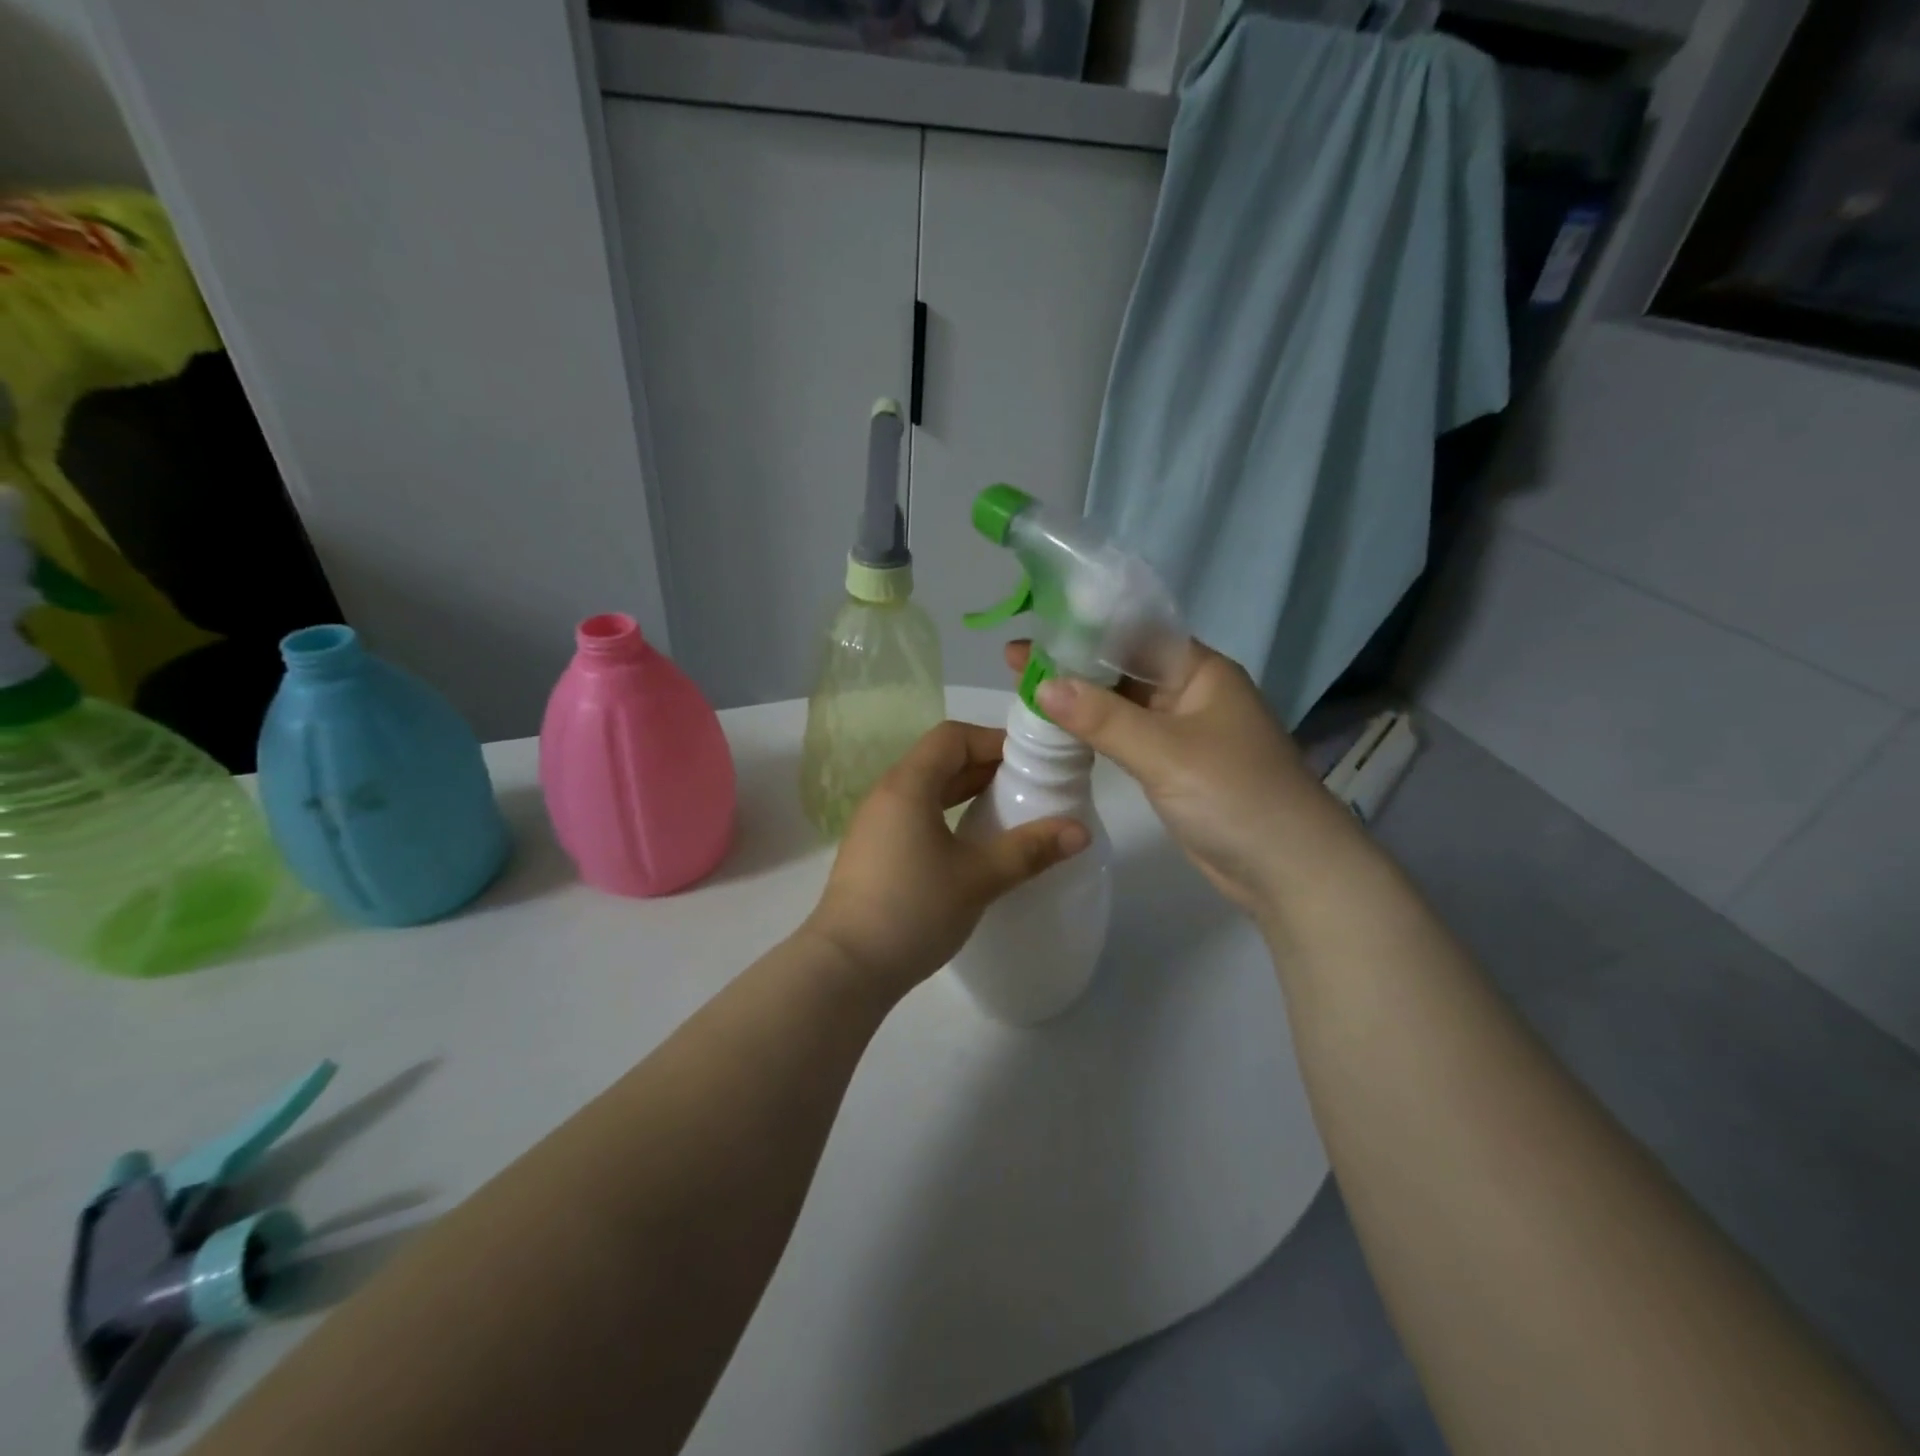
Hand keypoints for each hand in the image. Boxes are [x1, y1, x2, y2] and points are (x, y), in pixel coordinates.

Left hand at [803, 720, 1089, 1000]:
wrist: (845, 968)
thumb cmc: (913, 911)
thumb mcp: (978, 878)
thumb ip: (1029, 850)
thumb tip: (1081, 831)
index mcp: (908, 785)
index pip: (952, 737)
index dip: (993, 741)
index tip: (1031, 762)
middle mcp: (886, 794)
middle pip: (939, 760)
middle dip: (985, 766)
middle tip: (1029, 786)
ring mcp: (875, 824)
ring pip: (926, 789)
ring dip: (966, 792)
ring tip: (1007, 811)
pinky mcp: (873, 852)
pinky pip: (915, 814)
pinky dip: (947, 814)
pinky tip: (971, 843)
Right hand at [1009, 641, 1351, 920]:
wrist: (1288, 870)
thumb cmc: (1234, 795)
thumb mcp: (1165, 751)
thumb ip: (1102, 717)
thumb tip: (1043, 683)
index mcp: (1200, 670)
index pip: (1134, 634)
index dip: (1082, 630)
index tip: (1032, 631)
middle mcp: (1191, 692)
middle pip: (1124, 668)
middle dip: (1073, 664)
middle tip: (1015, 662)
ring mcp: (1182, 731)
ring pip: (1122, 705)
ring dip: (1080, 700)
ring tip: (1026, 691)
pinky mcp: (1173, 766)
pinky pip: (1126, 737)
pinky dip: (1094, 732)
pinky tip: (1059, 730)